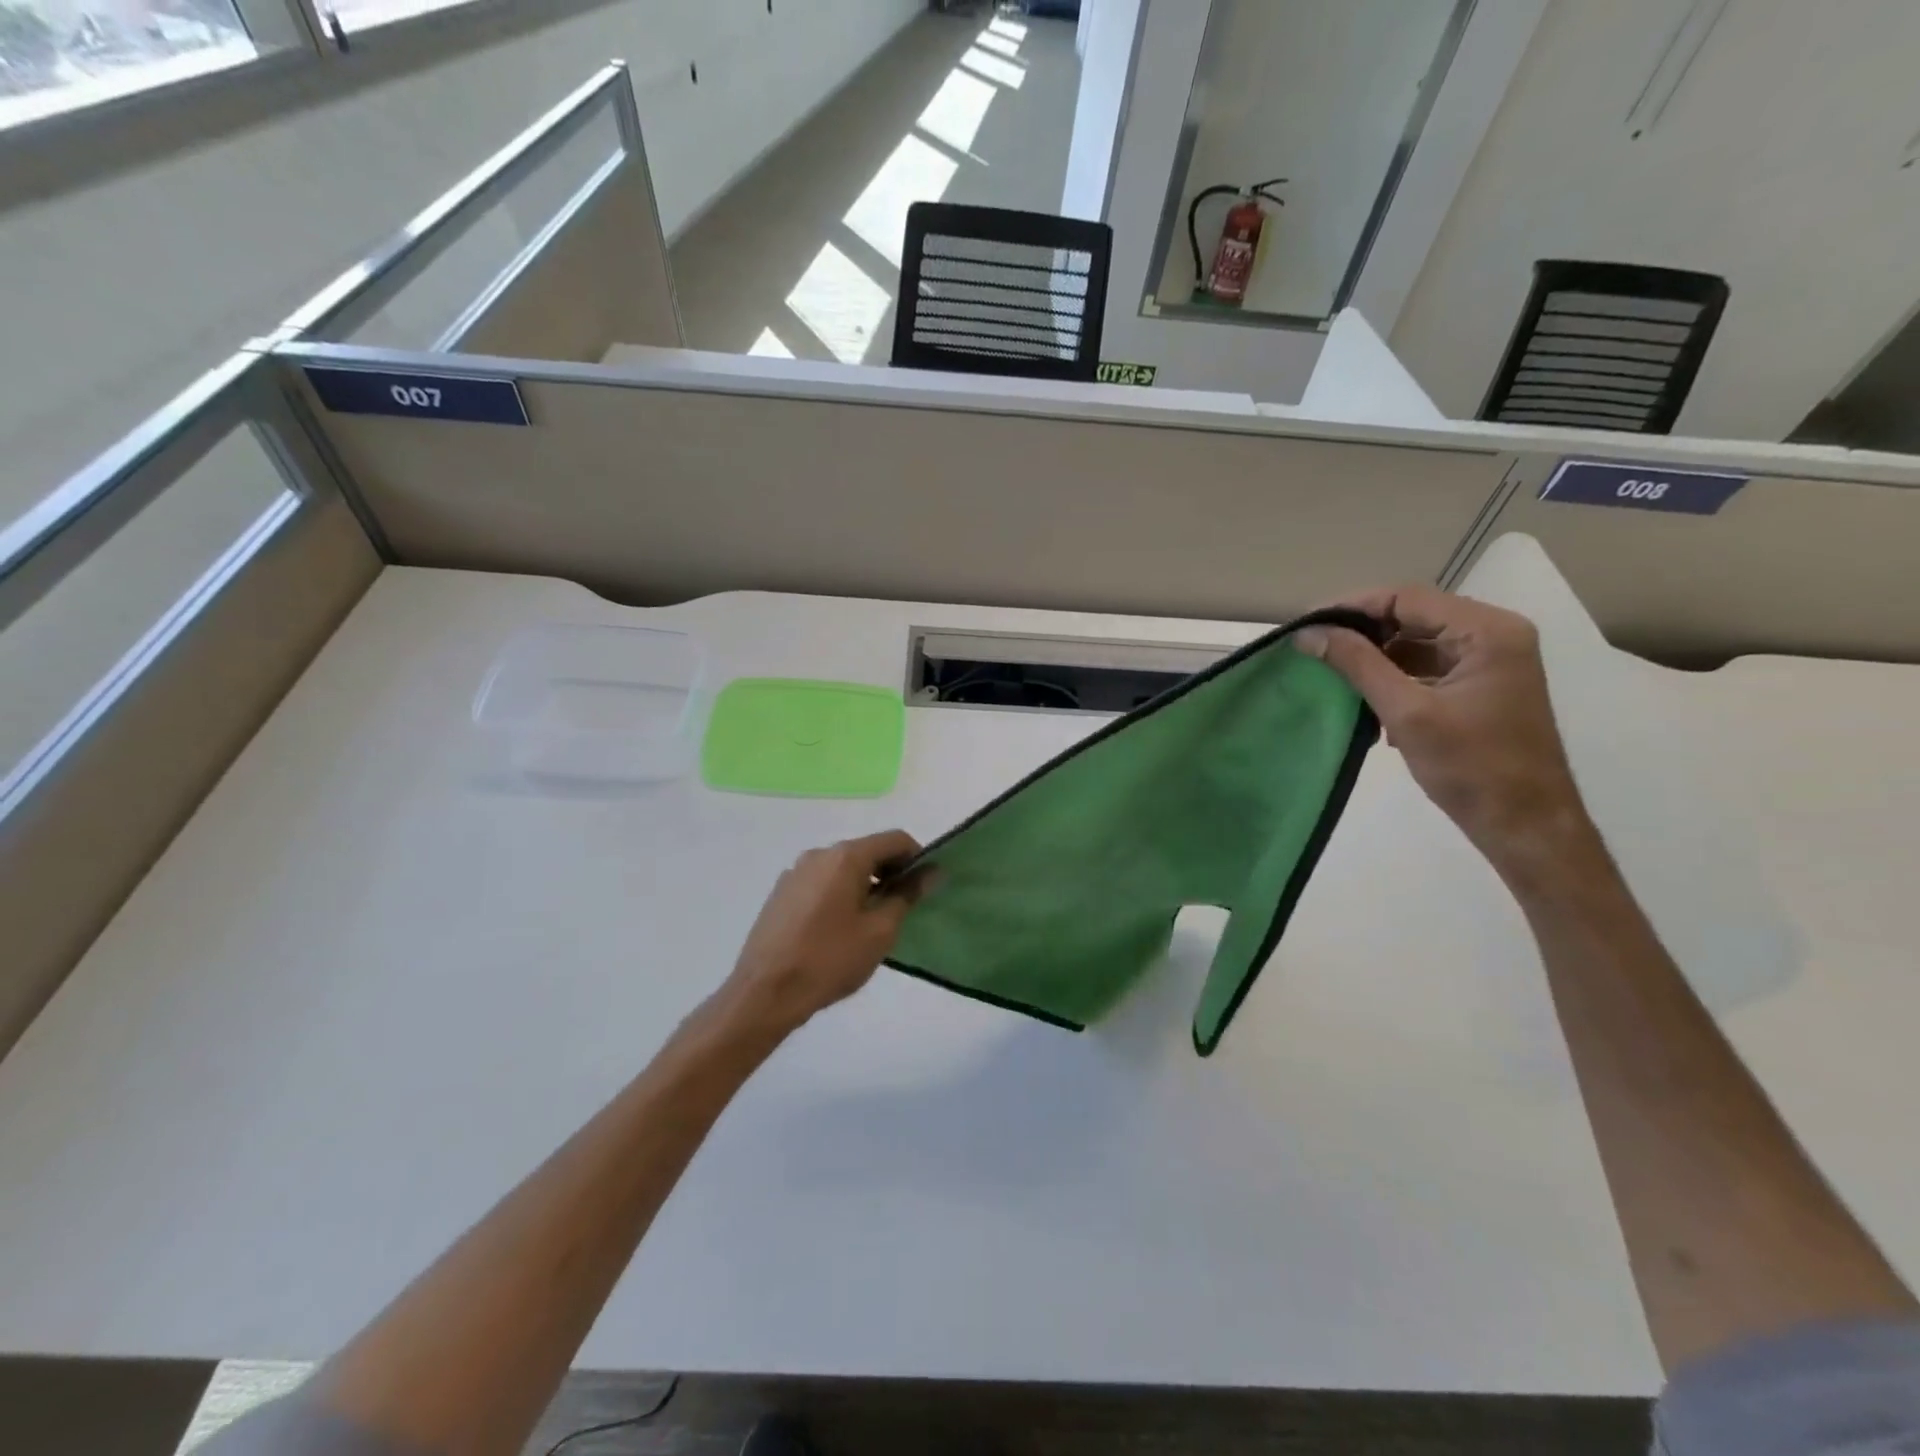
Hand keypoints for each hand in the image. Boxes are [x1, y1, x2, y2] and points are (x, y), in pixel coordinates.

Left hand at [719, 830, 930, 1034]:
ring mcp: (795, 873)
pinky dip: (839, 895)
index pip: (895, 839)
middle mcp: (819, 854)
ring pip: (843, 868)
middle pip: (867, 851)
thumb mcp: (880, 931)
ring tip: (871, 924)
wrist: (764, 993)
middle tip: (903, 909)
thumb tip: (931, 872)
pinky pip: (821, 883)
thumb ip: (907, 895)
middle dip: (890, 873)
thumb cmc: (829, 960)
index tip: (925, 887)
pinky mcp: (780, 894)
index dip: (917, 858)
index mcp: (846, 856)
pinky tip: (839, 930)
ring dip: (864, 885)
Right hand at [1294, 585, 1596, 878]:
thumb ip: (1358, 665)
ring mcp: (1489, 661)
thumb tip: (1309, 634)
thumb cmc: (1471, 768)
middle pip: (1412, 615)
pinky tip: (1363, 697)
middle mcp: (1494, 635)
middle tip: (1312, 647)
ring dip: (1374, 655)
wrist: (1524, 825)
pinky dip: (1393, 675)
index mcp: (1488, 631)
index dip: (1351, 607)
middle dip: (1360, 631)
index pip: (1407, 598)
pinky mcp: (1479, 686)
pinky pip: (1426, 666)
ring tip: (1329, 670)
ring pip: (1417, 641)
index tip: (1306, 625)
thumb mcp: (1407, 713)